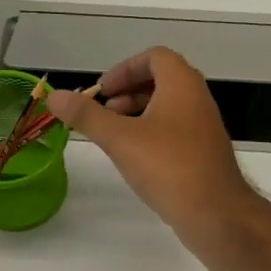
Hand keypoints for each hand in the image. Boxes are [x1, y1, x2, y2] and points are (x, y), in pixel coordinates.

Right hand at [48, 48, 250, 237]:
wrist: (216, 214)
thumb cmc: (168, 167)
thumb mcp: (120, 139)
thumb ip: (87, 116)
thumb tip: (54, 96)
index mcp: (182, 84)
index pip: (154, 57)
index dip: (125, 69)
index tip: (103, 91)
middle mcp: (198, 99)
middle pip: (162, 80)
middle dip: (129, 91)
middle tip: (104, 111)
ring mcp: (204, 127)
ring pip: (168, 107)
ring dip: (139, 113)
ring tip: (114, 135)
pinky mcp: (205, 153)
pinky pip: (175, 130)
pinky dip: (152, 133)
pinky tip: (135, 158)